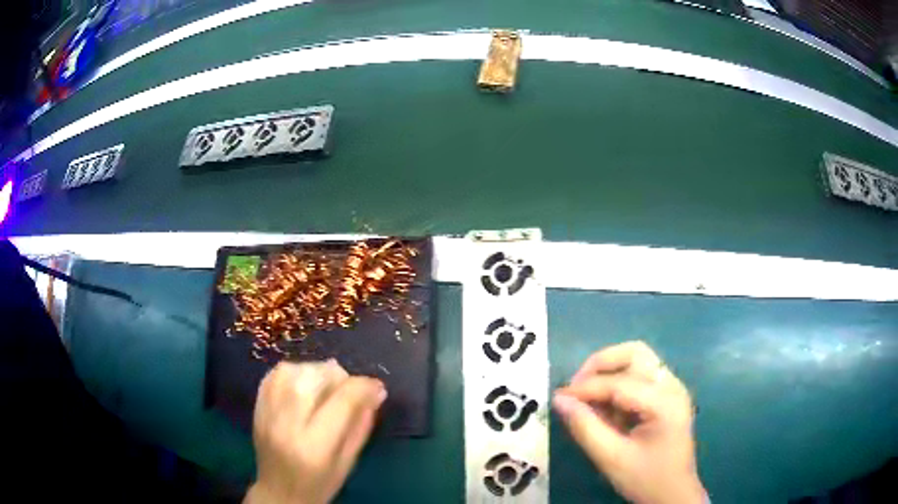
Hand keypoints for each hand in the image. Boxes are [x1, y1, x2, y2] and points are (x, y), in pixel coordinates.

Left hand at [245, 360, 385, 503]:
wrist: (279, 492)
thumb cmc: (319, 484)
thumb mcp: (348, 462)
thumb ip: (361, 426)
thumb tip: (375, 391)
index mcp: (315, 445)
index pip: (341, 401)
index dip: (364, 387)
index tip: (377, 386)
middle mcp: (287, 424)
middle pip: (312, 378)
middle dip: (337, 376)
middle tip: (347, 389)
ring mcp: (267, 413)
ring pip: (291, 371)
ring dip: (314, 371)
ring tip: (324, 385)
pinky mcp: (257, 407)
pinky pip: (273, 374)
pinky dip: (293, 372)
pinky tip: (303, 383)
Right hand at [553, 341, 705, 503]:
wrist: (673, 494)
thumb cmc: (645, 479)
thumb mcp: (611, 458)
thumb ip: (585, 428)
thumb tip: (559, 400)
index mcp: (664, 402)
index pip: (619, 383)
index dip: (585, 388)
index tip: (559, 398)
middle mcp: (672, 386)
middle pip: (634, 353)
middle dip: (600, 365)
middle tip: (577, 389)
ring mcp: (673, 388)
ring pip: (637, 360)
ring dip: (609, 373)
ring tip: (590, 400)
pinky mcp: (668, 395)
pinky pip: (639, 376)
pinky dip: (618, 384)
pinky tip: (607, 409)